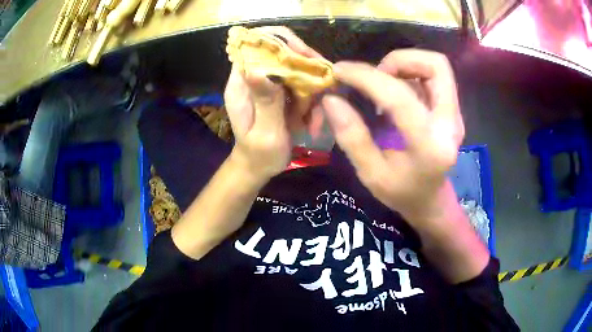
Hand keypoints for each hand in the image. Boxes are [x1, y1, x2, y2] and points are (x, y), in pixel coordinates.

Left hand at [224, 26, 326, 178]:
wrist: (260, 167)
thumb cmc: (258, 155)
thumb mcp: (264, 132)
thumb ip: (265, 101)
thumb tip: (257, 69)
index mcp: (242, 83)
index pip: (255, 47)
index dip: (280, 43)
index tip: (304, 55)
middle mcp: (256, 77)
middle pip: (283, 53)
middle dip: (306, 69)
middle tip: (323, 86)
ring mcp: (271, 85)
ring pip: (298, 70)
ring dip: (313, 92)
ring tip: (314, 119)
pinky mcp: (283, 94)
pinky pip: (304, 87)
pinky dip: (313, 104)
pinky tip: (312, 125)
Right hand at [322, 50, 463, 222]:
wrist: (432, 200)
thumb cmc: (402, 193)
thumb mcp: (371, 174)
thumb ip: (352, 137)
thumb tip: (332, 98)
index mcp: (429, 147)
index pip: (400, 97)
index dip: (366, 77)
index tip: (340, 71)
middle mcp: (450, 124)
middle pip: (435, 66)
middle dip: (398, 60)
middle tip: (375, 75)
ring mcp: (455, 115)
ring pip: (437, 66)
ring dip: (405, 64)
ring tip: (383, 82)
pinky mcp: (452, 110)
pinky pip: (433, 77)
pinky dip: (410, 73)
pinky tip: (395, 92)